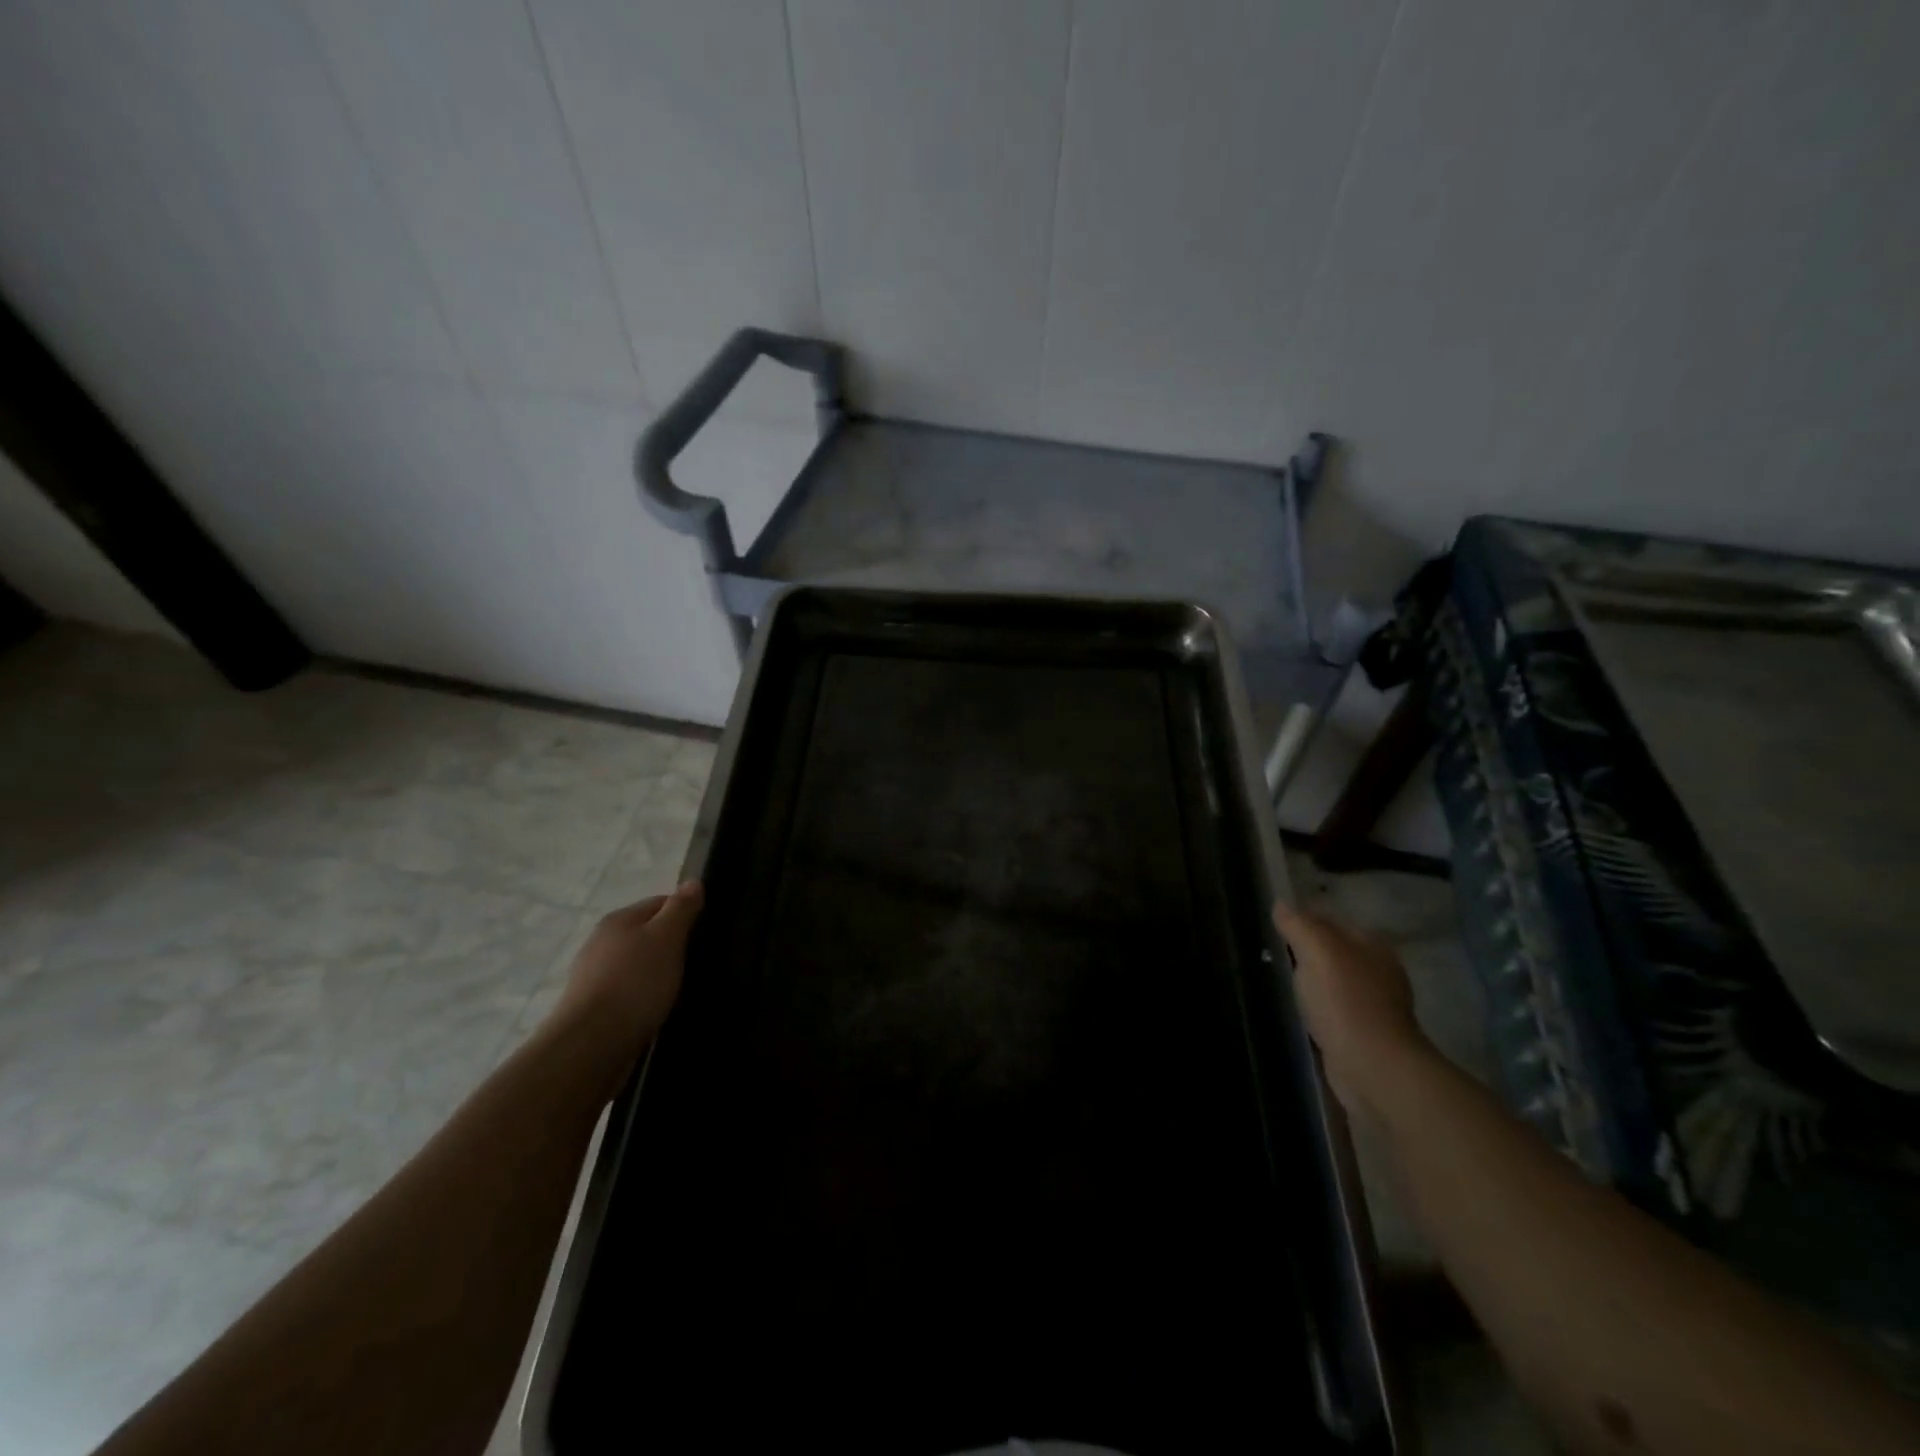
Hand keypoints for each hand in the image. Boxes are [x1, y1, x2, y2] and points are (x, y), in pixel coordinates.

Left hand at [550, 882, 702, 1067]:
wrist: (590, 1045)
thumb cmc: (635, 982)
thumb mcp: (667, 938)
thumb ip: (681, 909)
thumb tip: (692, 882)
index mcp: (619, 919)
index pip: (661, 902)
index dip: (686, 913)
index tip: (706, 932)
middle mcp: (602, 942)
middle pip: (647, 934)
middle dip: (672, 945)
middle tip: (699, 961)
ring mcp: (594, 976)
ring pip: (638, 965)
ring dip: (659, 973)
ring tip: (682, 989)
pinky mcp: (593, 1008)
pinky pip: (628, 992)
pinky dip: (645, 997)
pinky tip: (658, 1009)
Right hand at [1273, 901, 1429, 1113]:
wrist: (1373, 1067)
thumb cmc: (1345, 1001)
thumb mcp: (1316, 950)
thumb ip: (1298, 925)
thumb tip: (1281, 904)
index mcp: (1372, 945)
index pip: (1330, 920)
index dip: (1302, 921)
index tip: (1273, 928)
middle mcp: (1378, 971)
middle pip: (1333, 952)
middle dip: (1306, 952)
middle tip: (1271, 955)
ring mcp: (1374, 1005)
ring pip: (1333, 982)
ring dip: (1311, 982)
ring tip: (1280, 982)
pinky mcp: (1364, 1034)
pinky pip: (1333, 1010)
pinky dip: (1317, 1009)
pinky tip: (1299, 1012)